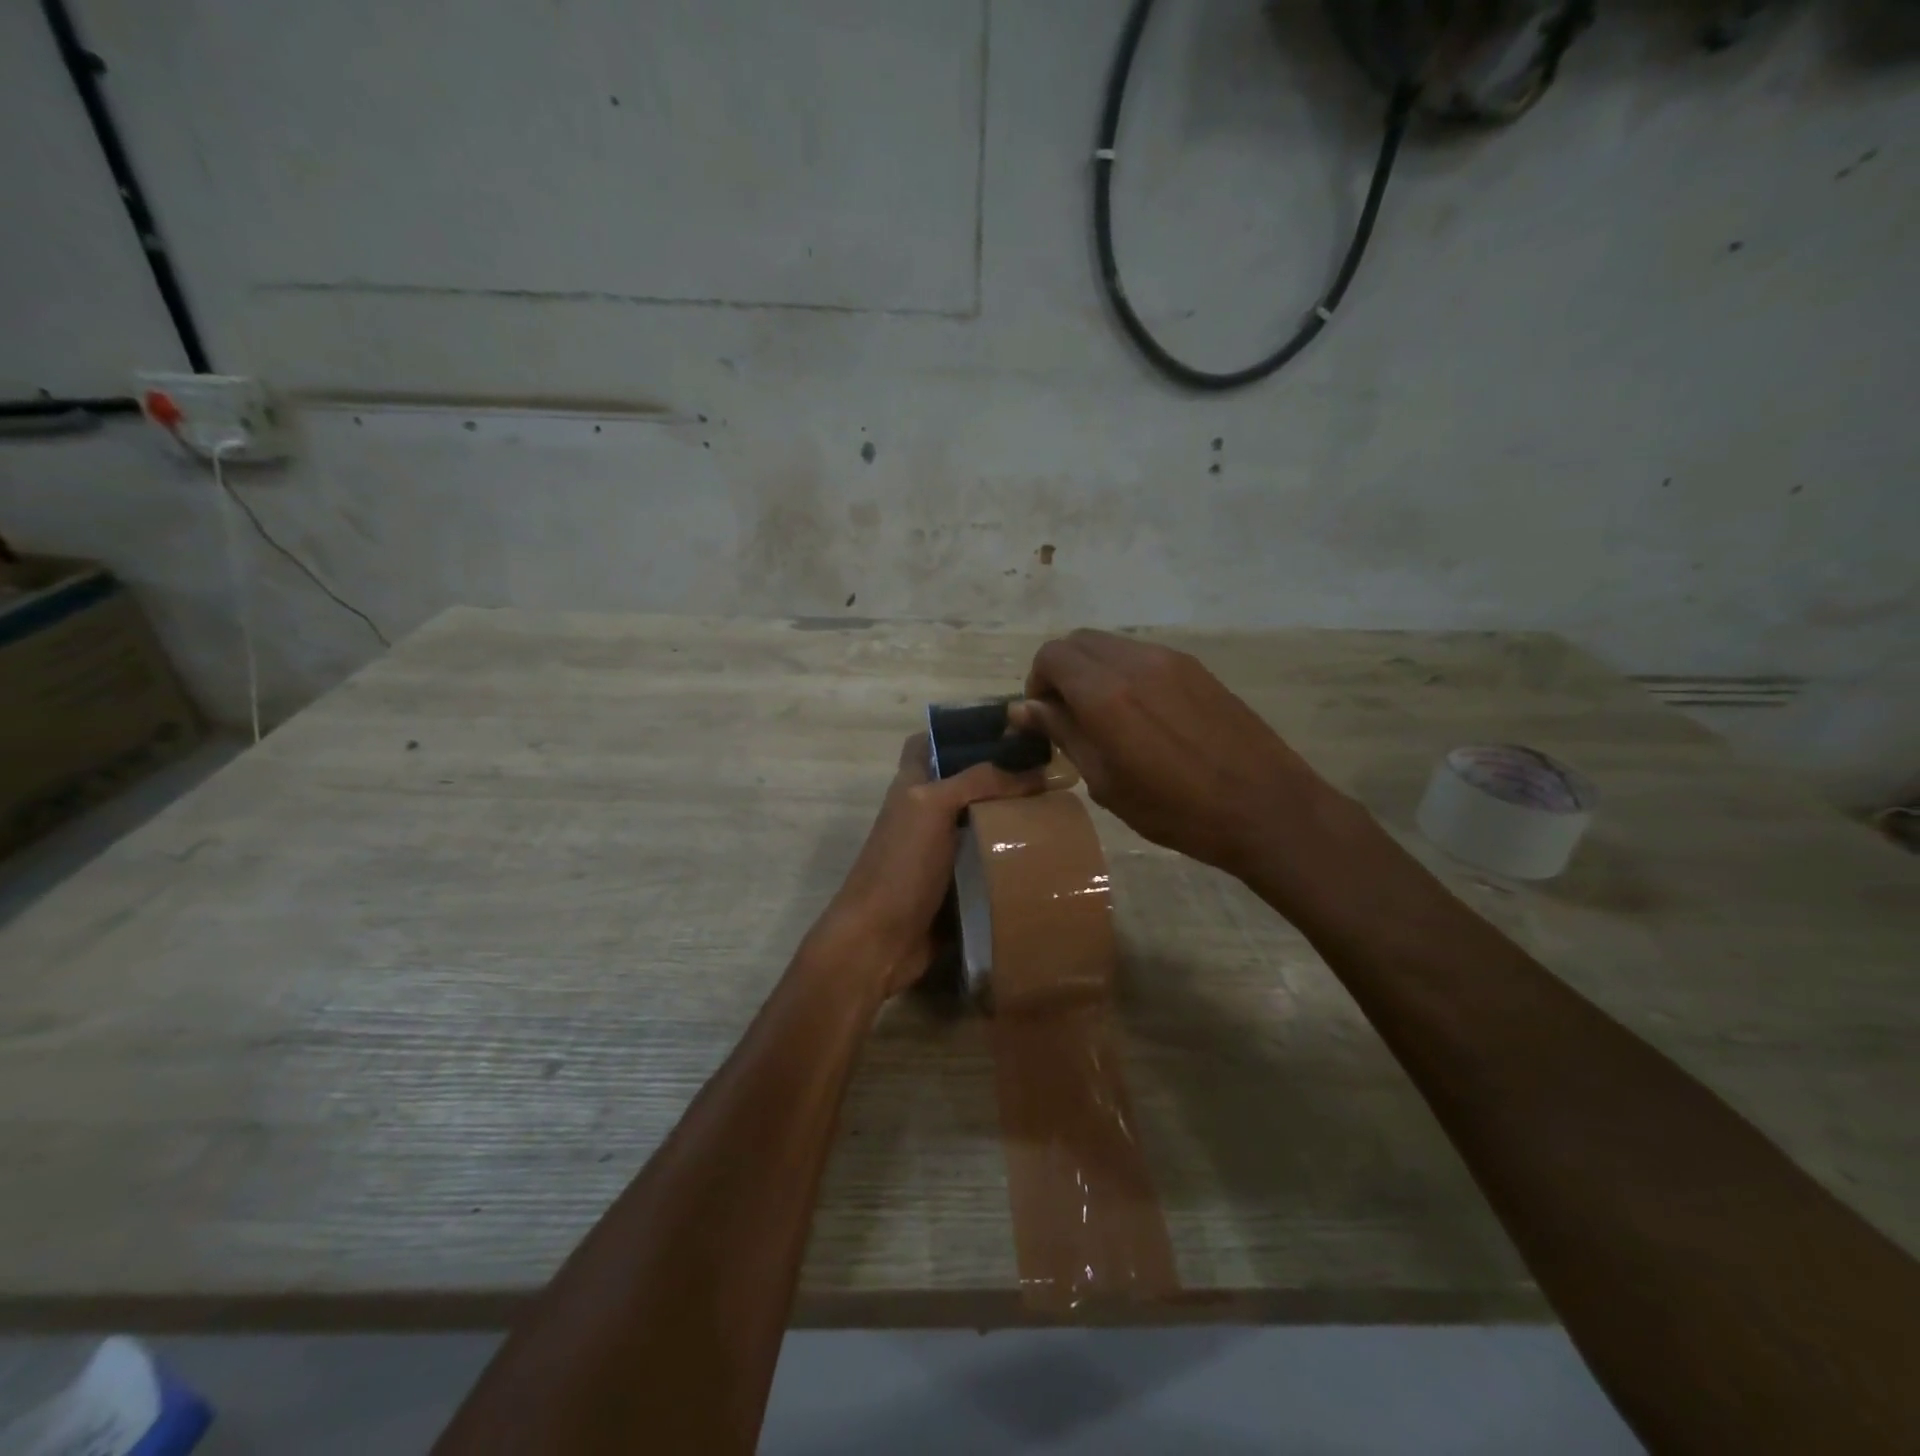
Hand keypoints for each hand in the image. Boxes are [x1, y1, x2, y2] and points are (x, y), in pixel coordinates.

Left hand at [817, 733, 1043, 996]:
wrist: (880, 941)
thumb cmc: (901, 865)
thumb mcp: (934, 808)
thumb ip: (977, 781)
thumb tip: (1032, 769)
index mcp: (912, 786)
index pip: (932, 743)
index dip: (962, 731)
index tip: (1008, 730)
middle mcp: (925, 814)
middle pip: (965, 785)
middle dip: (1002, 778)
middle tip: (1049, 775)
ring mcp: (939, 852)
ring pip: (979, 824)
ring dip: (1011, 820)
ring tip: (1058, 812)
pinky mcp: (955, 886)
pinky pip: (987, 864)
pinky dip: (1010, 860)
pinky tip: (1044, 856)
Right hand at [1012, 629, 1334, 878]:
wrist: (1264, 807)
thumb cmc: (1176, 810)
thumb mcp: (1106, 782)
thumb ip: (1063, 734)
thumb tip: (1022, 709)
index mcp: (1106, 694)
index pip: (1051, 656)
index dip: (1037, 683)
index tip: (1045, 718)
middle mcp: (1135, 663)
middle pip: (1078, 642)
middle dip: (1061, 672)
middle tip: (1069, 717)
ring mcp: (1170, 660)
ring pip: (1111, 645)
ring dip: (1093, 670)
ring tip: (1107, 717)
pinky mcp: (1196, 668)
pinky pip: (1143, 655)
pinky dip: (1124, 672)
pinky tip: (1143, 715)